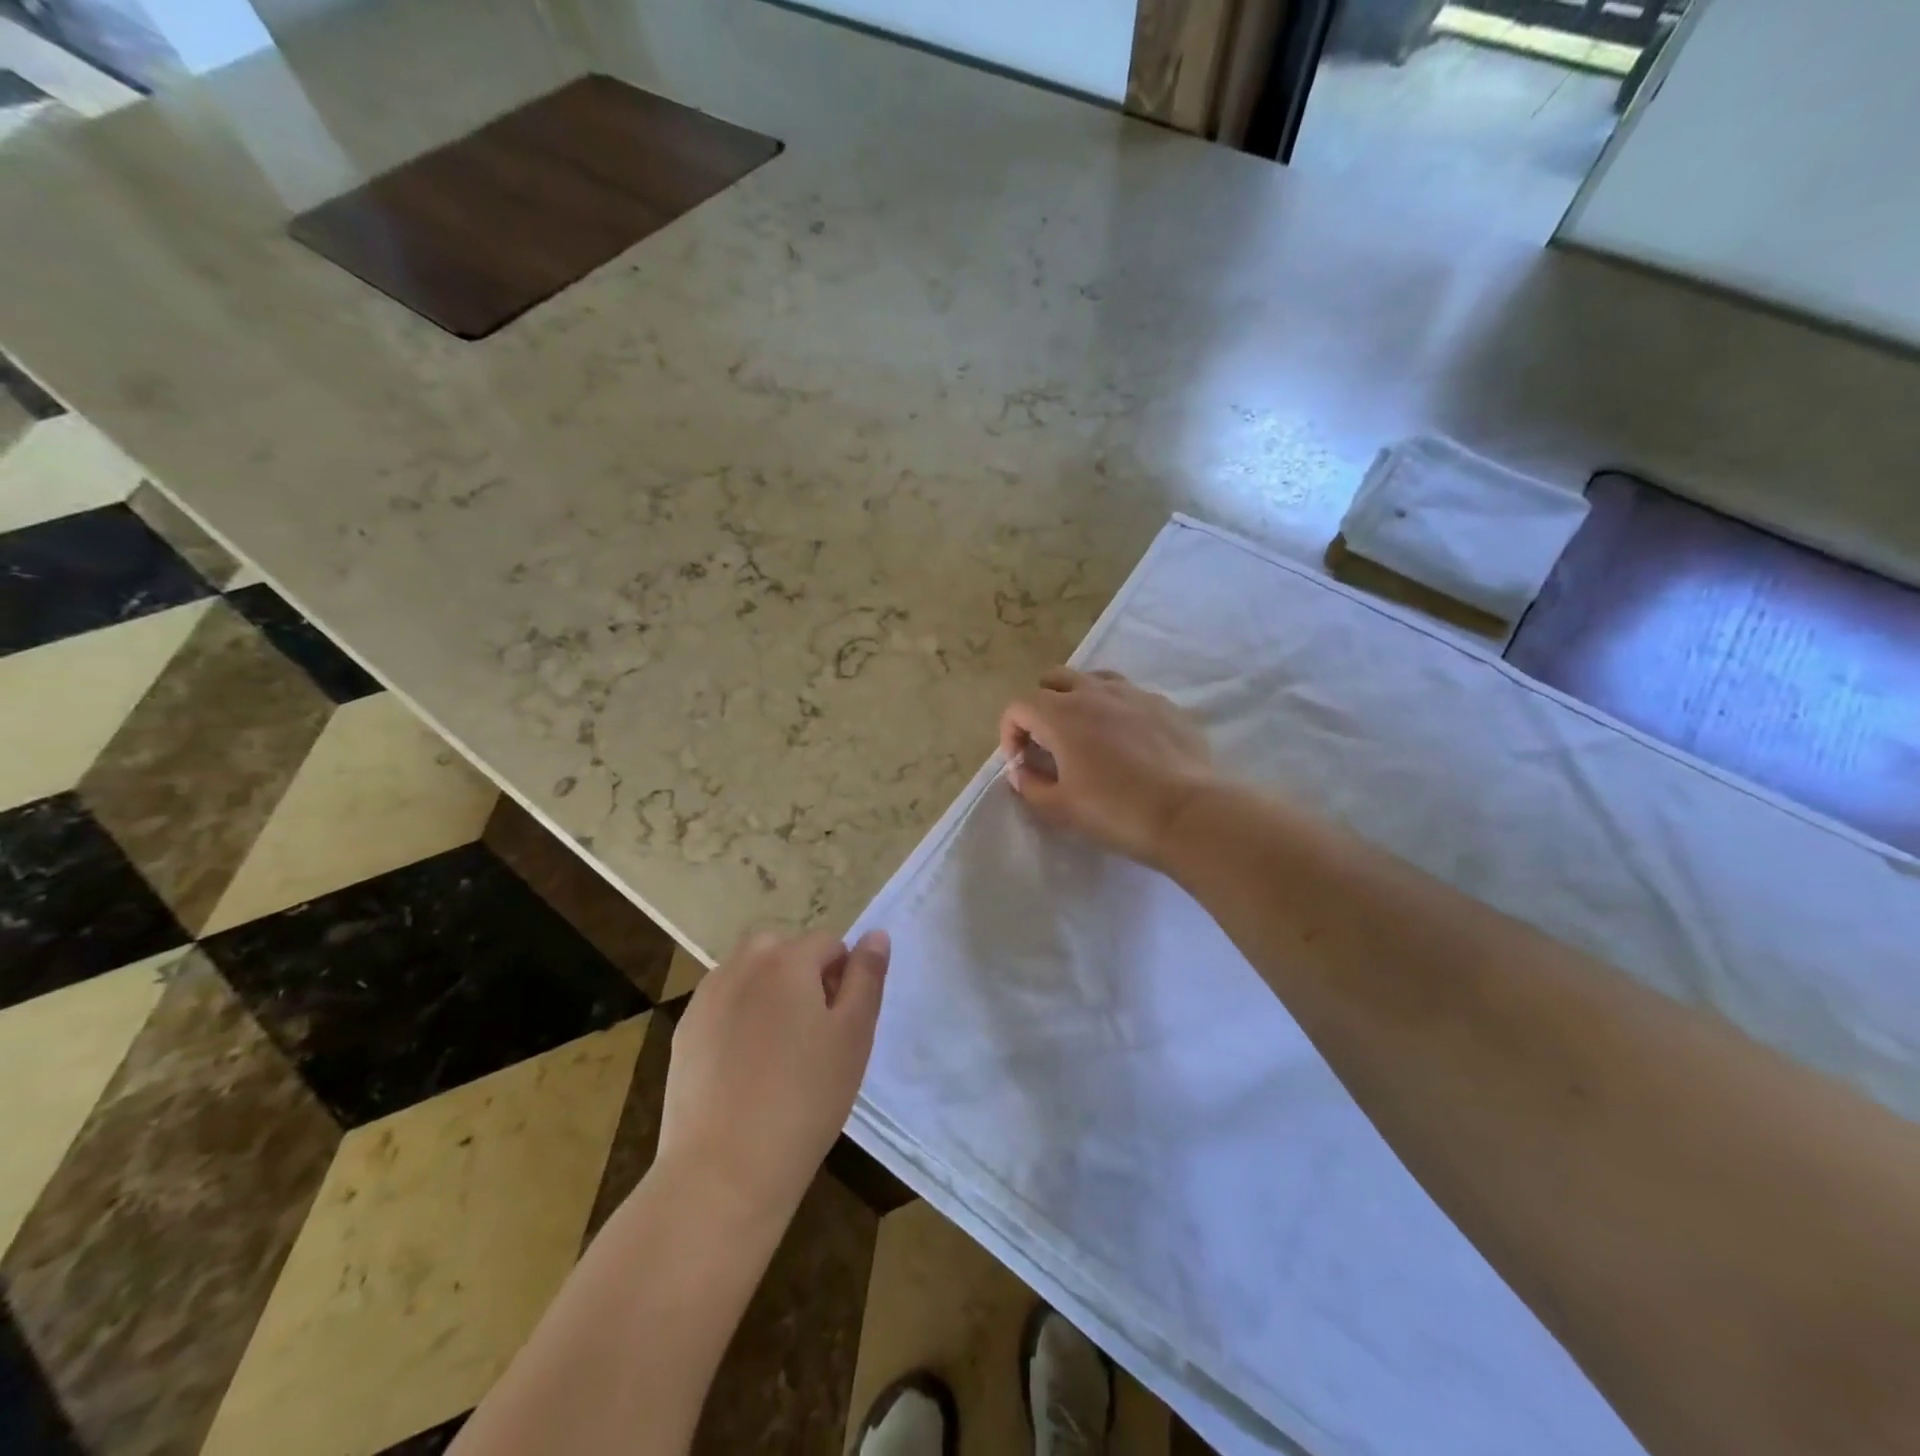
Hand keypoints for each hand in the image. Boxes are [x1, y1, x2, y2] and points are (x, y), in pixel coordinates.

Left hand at [655, 927, 889, 1222]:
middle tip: (813, 1028)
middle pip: (780, 947)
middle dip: (800, 972)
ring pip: (747, 972)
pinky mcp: (684, 1032)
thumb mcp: (854, 1035)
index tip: (841, 1024)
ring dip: (767, 989)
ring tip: (779, 1047)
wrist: (724, 1170)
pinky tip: (744, 1066)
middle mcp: (742, 966)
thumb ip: (867, 977)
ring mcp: (706, 998)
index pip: (827, 942)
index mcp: (787, 960)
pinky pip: (721, 1004)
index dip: (842, 976)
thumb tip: (875, 934)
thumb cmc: (804, 1099)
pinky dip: (737, 1017)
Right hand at [998, 667, 1212, 867]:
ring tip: (1087, 734)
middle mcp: (1094, 692)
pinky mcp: (1164, 704)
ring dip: (1079, 700)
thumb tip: (1021, 771)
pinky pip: (1129, 695)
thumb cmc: (1114, 811)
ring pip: (1093, 680)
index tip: (1021, 762)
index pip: (1019, 706)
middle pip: (1054, 680)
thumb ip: (1030, 786)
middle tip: (1049, 742)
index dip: (1011, 732)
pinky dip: (1117, 710)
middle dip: (1042, 706)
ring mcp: (1133, 693)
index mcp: (1061, 714)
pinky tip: (1129, 742)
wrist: (1186, 813)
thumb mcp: (1059, 808)